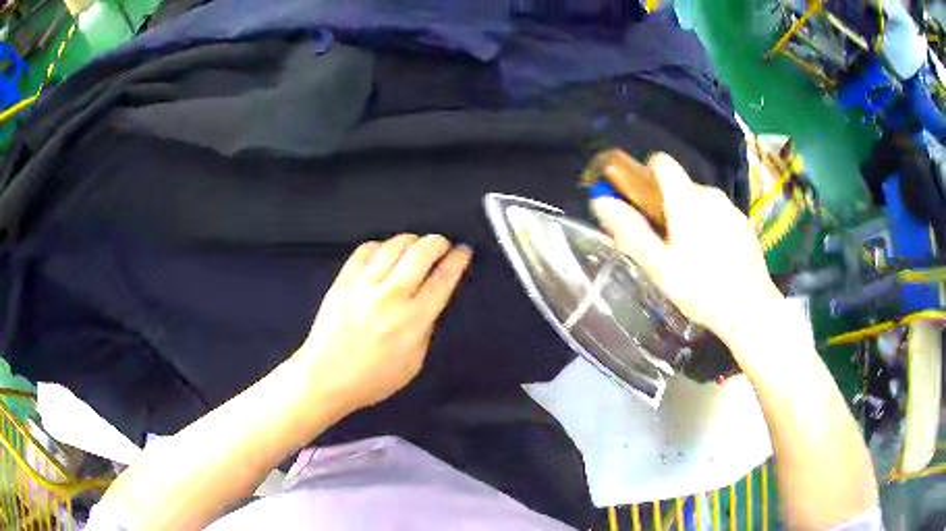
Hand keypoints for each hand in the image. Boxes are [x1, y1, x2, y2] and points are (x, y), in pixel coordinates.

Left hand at [296, 234, 471, 411]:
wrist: (326, 377)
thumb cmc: (372, 379)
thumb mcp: (414, 362)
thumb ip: (426, 329)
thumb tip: (433, 301)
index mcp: (412, 320)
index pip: (442, 279)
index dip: (457, 260)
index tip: (463, 251)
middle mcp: (390, 297)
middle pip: (421, 252)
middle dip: (438, 242)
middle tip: (442, 244)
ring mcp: (363, 286)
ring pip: (394, 245)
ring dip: (411, 239)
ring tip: (416, 245)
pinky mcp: (343, 281)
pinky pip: (365, 250)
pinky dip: (380, 245)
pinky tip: (385, 252)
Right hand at [591, 154, 783, 355]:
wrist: (751, 309)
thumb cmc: (701, 289)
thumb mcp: (659, 266)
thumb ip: (630, 230)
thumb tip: (600, 200)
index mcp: (686, 198)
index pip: (662, 162)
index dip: (647, 174)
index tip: (643, 202)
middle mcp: (710, 194)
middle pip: (681, 186)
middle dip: (668, 206)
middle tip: (665, 244)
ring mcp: (731, 209)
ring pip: (701, 202)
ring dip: (690, 218)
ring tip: (691, 257)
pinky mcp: (745, 224)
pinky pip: (720, 216)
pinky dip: (711, 228)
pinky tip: (714, 261)